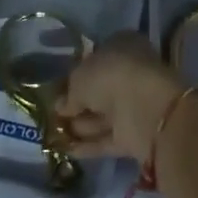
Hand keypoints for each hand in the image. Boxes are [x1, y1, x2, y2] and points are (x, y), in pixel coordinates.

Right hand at [56, 33, 185, 163]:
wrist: (143, 108)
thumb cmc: (110, 76)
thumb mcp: (79, 77)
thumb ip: (69, 92)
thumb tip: (61, 106)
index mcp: (122, 46)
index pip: (97, 58)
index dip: (79, 72)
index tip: (60, 87)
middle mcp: (130, 73)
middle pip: (100, 89)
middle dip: (78, 103)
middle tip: (54, 114)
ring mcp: (133, 105)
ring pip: (103, 115)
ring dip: (81, 125)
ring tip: (55, 134)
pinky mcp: (134, 134)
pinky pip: (107, 138)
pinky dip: (89, 145)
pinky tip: (67, 150)